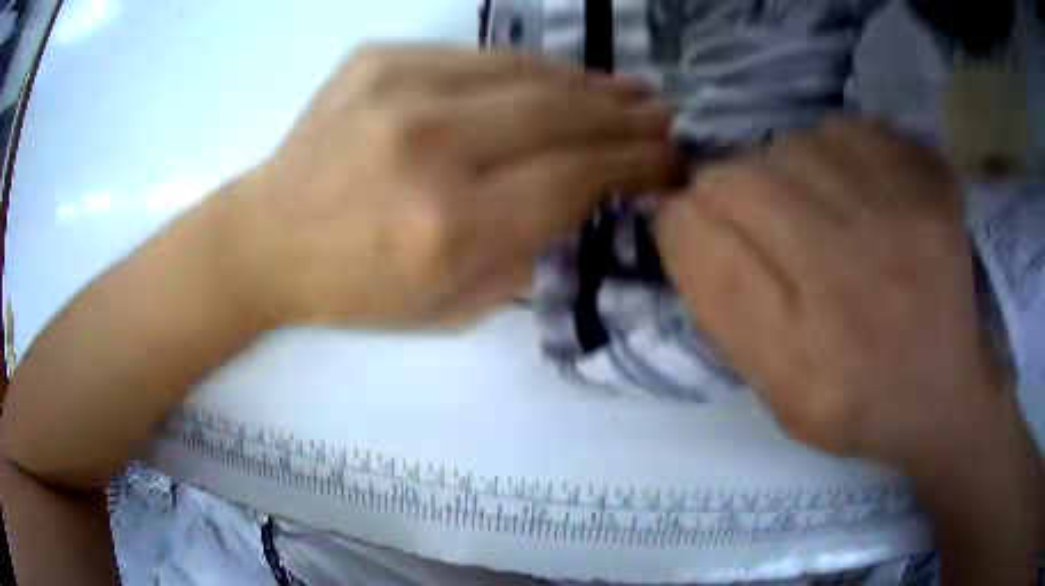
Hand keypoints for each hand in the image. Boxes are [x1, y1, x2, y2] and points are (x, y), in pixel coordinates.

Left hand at [228, 46, 678, 328]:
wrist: (267, 239)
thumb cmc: (355, 288)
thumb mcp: (452, 308)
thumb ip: (529, 251)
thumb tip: (587, 194)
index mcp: (448, 228)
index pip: (572, 179)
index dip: (632, 166)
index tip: (669, 163)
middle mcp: (427, 148)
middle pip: (558, 116)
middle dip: (625, 119)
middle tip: (666, 121)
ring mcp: (398, 90)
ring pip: (525, 74)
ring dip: (589, 86)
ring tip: (633, 93)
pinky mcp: (377, 59)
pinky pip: (478, 57)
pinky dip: (532, 69)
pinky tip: (564, 78)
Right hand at [655, 119, 1009, 471]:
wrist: (950, 393)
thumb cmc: (862, 409)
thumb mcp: (781, 399)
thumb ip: (727, 313)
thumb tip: (685, 219)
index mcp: (805, 359)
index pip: (700, 241)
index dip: (681, 225)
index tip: (694, 232)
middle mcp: (855, 281)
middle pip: (741, 180)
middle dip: (726, 193)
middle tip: (754, 219)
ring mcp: (903, 222)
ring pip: (791, 144)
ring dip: (782, 169)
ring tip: (808, 206)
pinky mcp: (933, 187)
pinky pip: (850, 131)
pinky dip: (834, 150)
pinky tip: (850, 188)